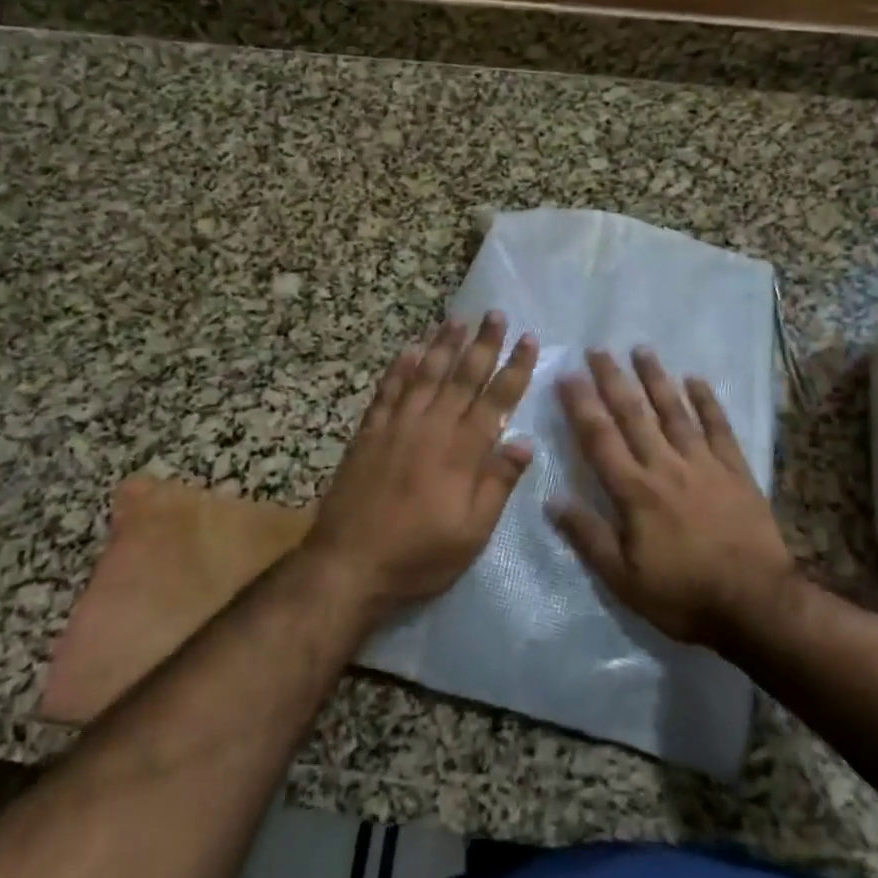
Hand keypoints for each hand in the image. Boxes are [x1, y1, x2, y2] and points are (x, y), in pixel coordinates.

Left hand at [304, 313, 536, 617]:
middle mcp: (432, 427)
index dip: (515, 368)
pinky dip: (400, 366)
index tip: (529, 339)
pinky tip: (409, 348)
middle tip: (495, 313)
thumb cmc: (418, 555)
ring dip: (442, 344)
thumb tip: (524, 442)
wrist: (349, 563)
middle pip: (462, 376)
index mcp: (462, 451)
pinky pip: (388, 389)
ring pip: (425, 373)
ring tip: (457, 319)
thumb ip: (498, 484)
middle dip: (483, 343)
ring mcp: (397, 425)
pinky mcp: (369, 431)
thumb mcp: (472, 533)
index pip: (496, 399)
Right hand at [552, 348, 796, 647]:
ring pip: (674, 411)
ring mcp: (703, 464)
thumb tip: (552, 500)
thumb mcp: (624, 580)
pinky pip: (719, 427)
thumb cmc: (684, 595)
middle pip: (633, 414)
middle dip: (613, 379)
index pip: (599, 438)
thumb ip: (588, 537)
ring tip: (642, 350)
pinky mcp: (735, 470)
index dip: (580, 404)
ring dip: (656, 379)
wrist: (757, 605)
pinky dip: (707, 402)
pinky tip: (696, 380)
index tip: (567, 375)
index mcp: (634, 491)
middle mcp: (665, 466)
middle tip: (598, 349)